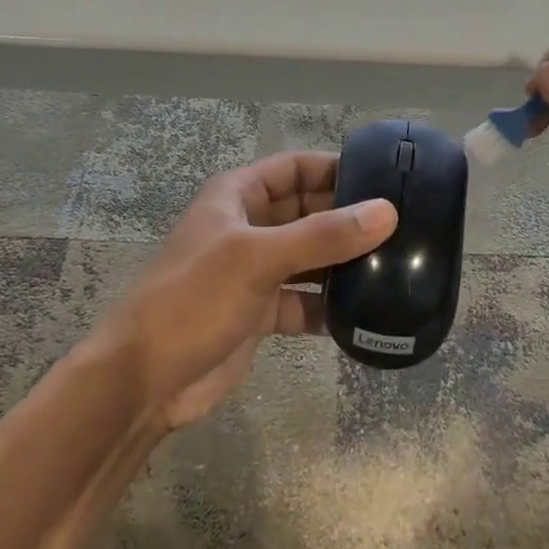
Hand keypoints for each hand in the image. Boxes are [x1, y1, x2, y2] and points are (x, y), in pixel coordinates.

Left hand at [98, 151, 395, 431]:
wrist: (144, 381)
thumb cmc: (194, 299)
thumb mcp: (258, 258)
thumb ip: (323, 236)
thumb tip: (387, 212)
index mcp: (238, 196)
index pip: (295, 167)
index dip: (335, 168)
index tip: (384, 180)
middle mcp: (250, 227)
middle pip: (309, 211)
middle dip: (349, 218)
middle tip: (404, 227)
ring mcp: (256, 272)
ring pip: (311, 257)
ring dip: (345, 263)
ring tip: (397, 267)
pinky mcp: (262, 313)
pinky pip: (306, 300)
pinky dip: (331, 306)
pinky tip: (368, 314)